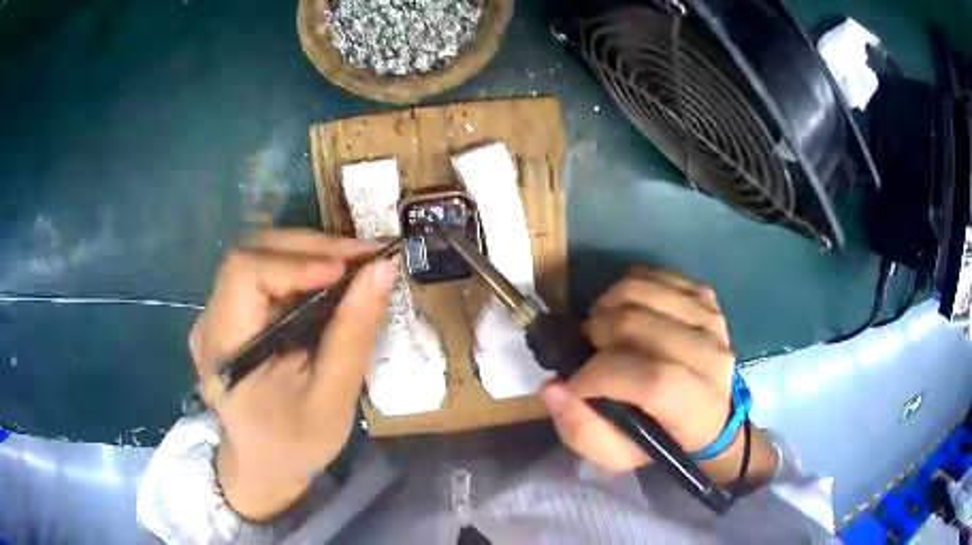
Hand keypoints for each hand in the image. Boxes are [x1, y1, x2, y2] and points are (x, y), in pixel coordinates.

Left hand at [189, 229, 397, 519]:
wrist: (262, 464)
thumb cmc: (295, 444)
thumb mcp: (332, 401)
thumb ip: (353, 336)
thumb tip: (383, 270)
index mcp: (222, 349)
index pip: (244, 273)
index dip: (296, 261)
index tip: (349, 270)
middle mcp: (209, 321)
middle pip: (253, 253)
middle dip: (312, 248)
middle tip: (367, 257)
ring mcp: (216, 315)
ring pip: (260, 256)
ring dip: (310, 253)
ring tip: (357, 266)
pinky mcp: (230, 314)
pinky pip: (264, 274)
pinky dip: (302, 268)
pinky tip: (331, 281)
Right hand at [540, 267, 776, 486]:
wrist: (707, 413)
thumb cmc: (659, 438)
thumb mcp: (618, 454)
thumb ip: (582, 430)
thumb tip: (554, 387)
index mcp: (698, 409)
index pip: (654, 380)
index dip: (603, 375)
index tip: (575, 382)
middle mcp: (713, 359)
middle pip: (641, 325)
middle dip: (597, 334)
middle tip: (588, 350)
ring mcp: (712, 320)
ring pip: (643, 292)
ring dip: (607, 305)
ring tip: (603, 329)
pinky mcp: (705, 298)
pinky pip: (655, 274)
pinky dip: (628, 287)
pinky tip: (626, 310)